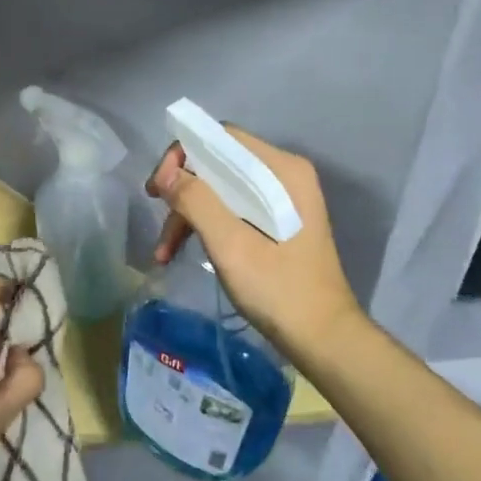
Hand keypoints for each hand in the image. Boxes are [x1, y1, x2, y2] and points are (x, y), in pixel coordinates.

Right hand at [148, 128, 363, 366]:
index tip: (159, 187)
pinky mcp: (277, 222)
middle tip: (155, 213)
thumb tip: (166, 172)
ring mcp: (282, 200)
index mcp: (282, 170)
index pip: (222, 138)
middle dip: (183, 190)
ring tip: (163, 251)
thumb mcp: (232, 246)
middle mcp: (284, 175)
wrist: (324, 341)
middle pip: (219, 163)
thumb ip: (197, 202)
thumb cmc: (280, 291)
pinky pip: (232, 208)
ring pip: (221, 189)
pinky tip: (181, 251)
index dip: (184, 154)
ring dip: (189, 214)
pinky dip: (206, 226)